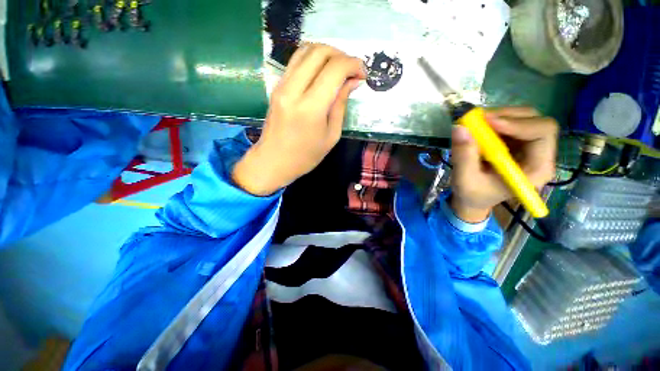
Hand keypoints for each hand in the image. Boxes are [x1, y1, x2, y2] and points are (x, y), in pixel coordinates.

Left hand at [233, 44, 366, 195]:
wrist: (273, 161)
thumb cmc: (306, 156)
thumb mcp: (331, 136)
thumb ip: (341, 105)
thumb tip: (352, 82)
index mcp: (311, 107)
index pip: (334, 69)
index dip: (353, 65)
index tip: (363, 74)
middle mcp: (293, 90)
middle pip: (319, 51)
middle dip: (341, 55)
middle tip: (352, 71)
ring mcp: (281, 85)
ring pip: (305, 50)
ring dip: (327, 53)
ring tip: (339, 69)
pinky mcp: (277, 86)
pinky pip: (296, 61)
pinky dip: (314, 60)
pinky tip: (323, 73)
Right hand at [450, 107, 557, 222]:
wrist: (474, 198)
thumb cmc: (473, 194)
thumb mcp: (465, 180)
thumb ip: (464, 157)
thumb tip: (460, 128)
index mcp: (536, 168)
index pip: (542, 133)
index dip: (518, 124)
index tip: (489, 122)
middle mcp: (539, 154)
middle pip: (536, 120)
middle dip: (507, 116)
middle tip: (479, 119)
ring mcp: (529, 146)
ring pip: (524, 117)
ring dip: (499, 116)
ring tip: (476, 124)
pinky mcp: (517, 142)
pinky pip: (511, 122)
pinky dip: (494, 120)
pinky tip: (480, 128)